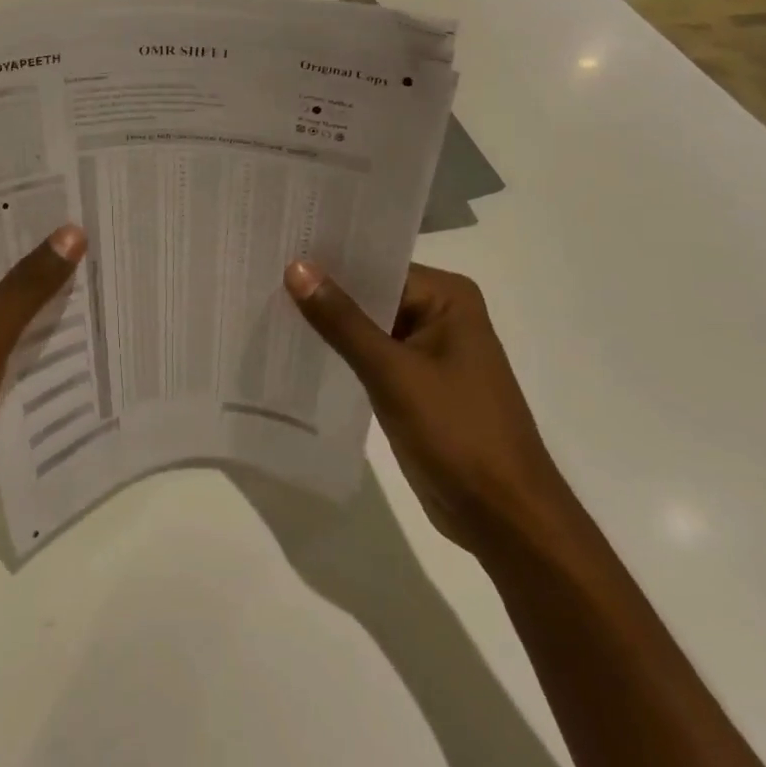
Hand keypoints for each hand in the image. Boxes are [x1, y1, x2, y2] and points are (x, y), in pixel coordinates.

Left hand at [0, 227, 85, 535]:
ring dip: (39, 294)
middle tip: (92, 227)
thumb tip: (72, 232)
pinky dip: (34, 329)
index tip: (65, 196)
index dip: (16, 214)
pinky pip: (6, 337)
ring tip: (97, 264)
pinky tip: (80, 317)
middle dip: (35, 254)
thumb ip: (28, 285)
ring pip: (1, 302)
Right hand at [283, 261, 566, 551]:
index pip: (377, 264)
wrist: (503, 517)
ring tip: (267, 306)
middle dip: (323, 291)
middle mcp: (440, 314)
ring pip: (367, 326)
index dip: (329, 260)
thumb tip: (297, 268)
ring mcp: (429, 351)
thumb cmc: (458, 433)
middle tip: (262, 275)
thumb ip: (342, 321)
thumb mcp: (393, 373)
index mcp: (447, 297)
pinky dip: (341, 354)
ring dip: (328, 324)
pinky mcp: (416, 384)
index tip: (279, 249)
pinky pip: (371, 356)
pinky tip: (297, 349)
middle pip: (371, 293)